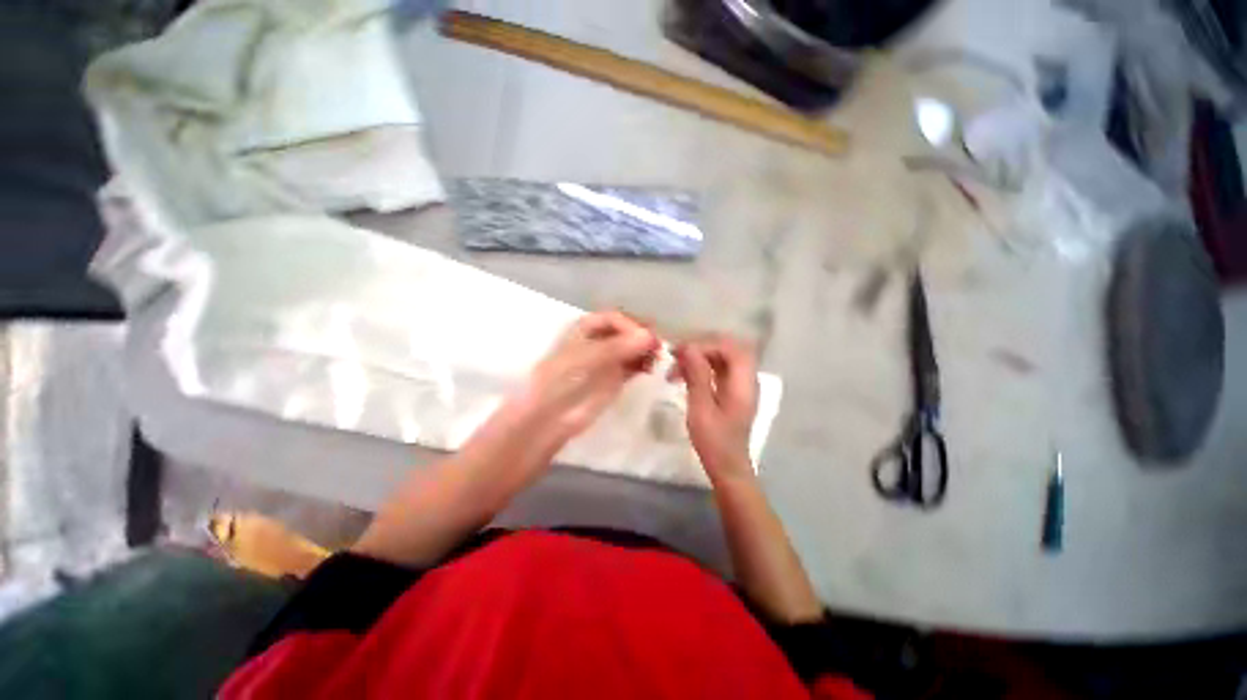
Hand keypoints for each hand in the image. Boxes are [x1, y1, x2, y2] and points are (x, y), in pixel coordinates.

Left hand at [515, 311, 659, 443]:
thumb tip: (649, 336)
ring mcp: (608, 359)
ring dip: (645, 350)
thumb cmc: (561, 380)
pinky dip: (643, 364)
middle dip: (642, 337)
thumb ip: (617, 347)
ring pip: (633, 348)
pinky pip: (634, 365)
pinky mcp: (615, 378)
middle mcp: (599, 340)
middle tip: (658, 348)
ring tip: (656, 359)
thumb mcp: (587, 358)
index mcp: (586, 328)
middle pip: (627, 331)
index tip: (646, 338)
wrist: (551, 416)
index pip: (615, 319)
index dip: (631, 325)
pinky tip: (649, 369)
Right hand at [673, 335, 759, 483]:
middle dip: (701, 348)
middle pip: (727, 349)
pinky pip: (719, 369)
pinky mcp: (733, 391)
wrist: (727, 467)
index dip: (706, 345)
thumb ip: (697, 376)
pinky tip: (685, 376)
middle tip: (676, 357)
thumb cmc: (714, 442)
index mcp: (744, 383)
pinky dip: (701, 367)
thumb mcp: (701, 409)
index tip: (681, 353)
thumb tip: (689, 348)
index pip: (731, 348)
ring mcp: (741, 385)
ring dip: (699, 358)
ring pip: (722, 358)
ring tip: (675, 368)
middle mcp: (747, 379)